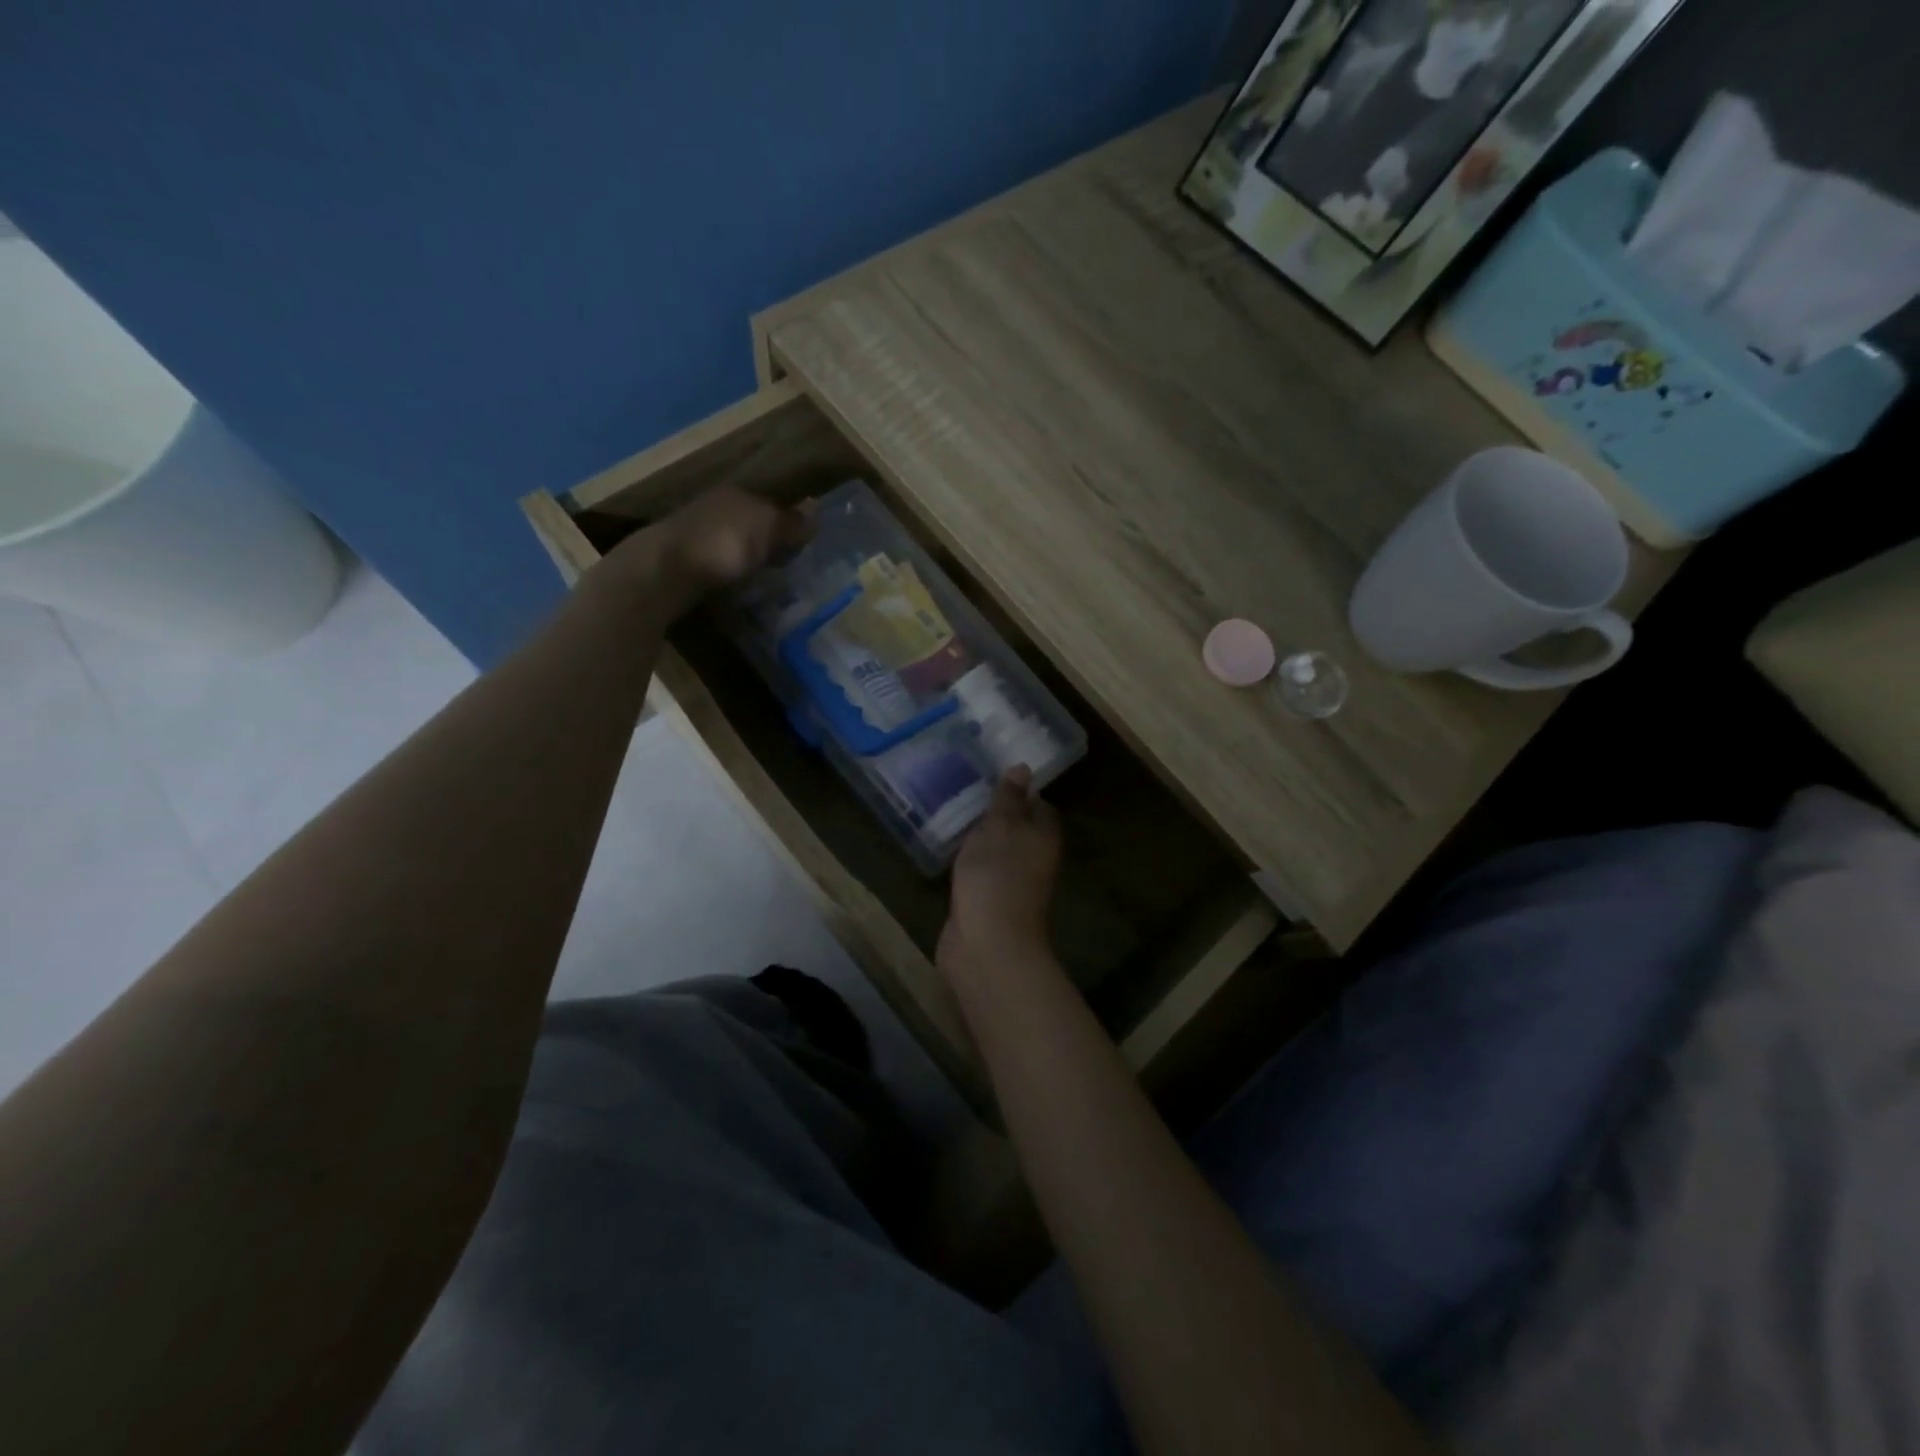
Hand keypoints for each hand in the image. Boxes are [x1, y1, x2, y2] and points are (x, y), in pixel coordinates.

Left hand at [650, 486, 811, 593]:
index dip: (791, 525)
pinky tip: (739, 588)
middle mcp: (716, 507)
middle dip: (769, 542)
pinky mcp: (684, 562)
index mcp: (737, 494)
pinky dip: (731, 574)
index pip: (772, 505)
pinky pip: (719, 565)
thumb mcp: (766, 528)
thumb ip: (790, 523)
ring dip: (749, 560)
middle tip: (789, 567)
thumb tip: (815, 516)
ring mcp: (697, 534)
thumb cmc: (723, 543)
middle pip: (752, 524)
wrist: (664, 570)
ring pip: (734, 544)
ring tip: (768, 582)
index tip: (805, 548)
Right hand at [938, 768, 1061, 976]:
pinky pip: (979, 873)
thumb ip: (1008, 798)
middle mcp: (1033, 859)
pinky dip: (967, 862)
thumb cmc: (997, 876)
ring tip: (951, 813)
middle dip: (996, 814)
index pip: (1038, 805)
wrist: (986, 944)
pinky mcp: (986, 902)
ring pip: (997, 852)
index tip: (993, 775)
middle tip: (965, 790)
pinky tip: (947, 850)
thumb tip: (1023, 768)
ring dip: (979, 838)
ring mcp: (1010, 883)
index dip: (1019, 791)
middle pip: (1018, 829)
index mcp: (1044, 836)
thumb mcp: (1001, 827)